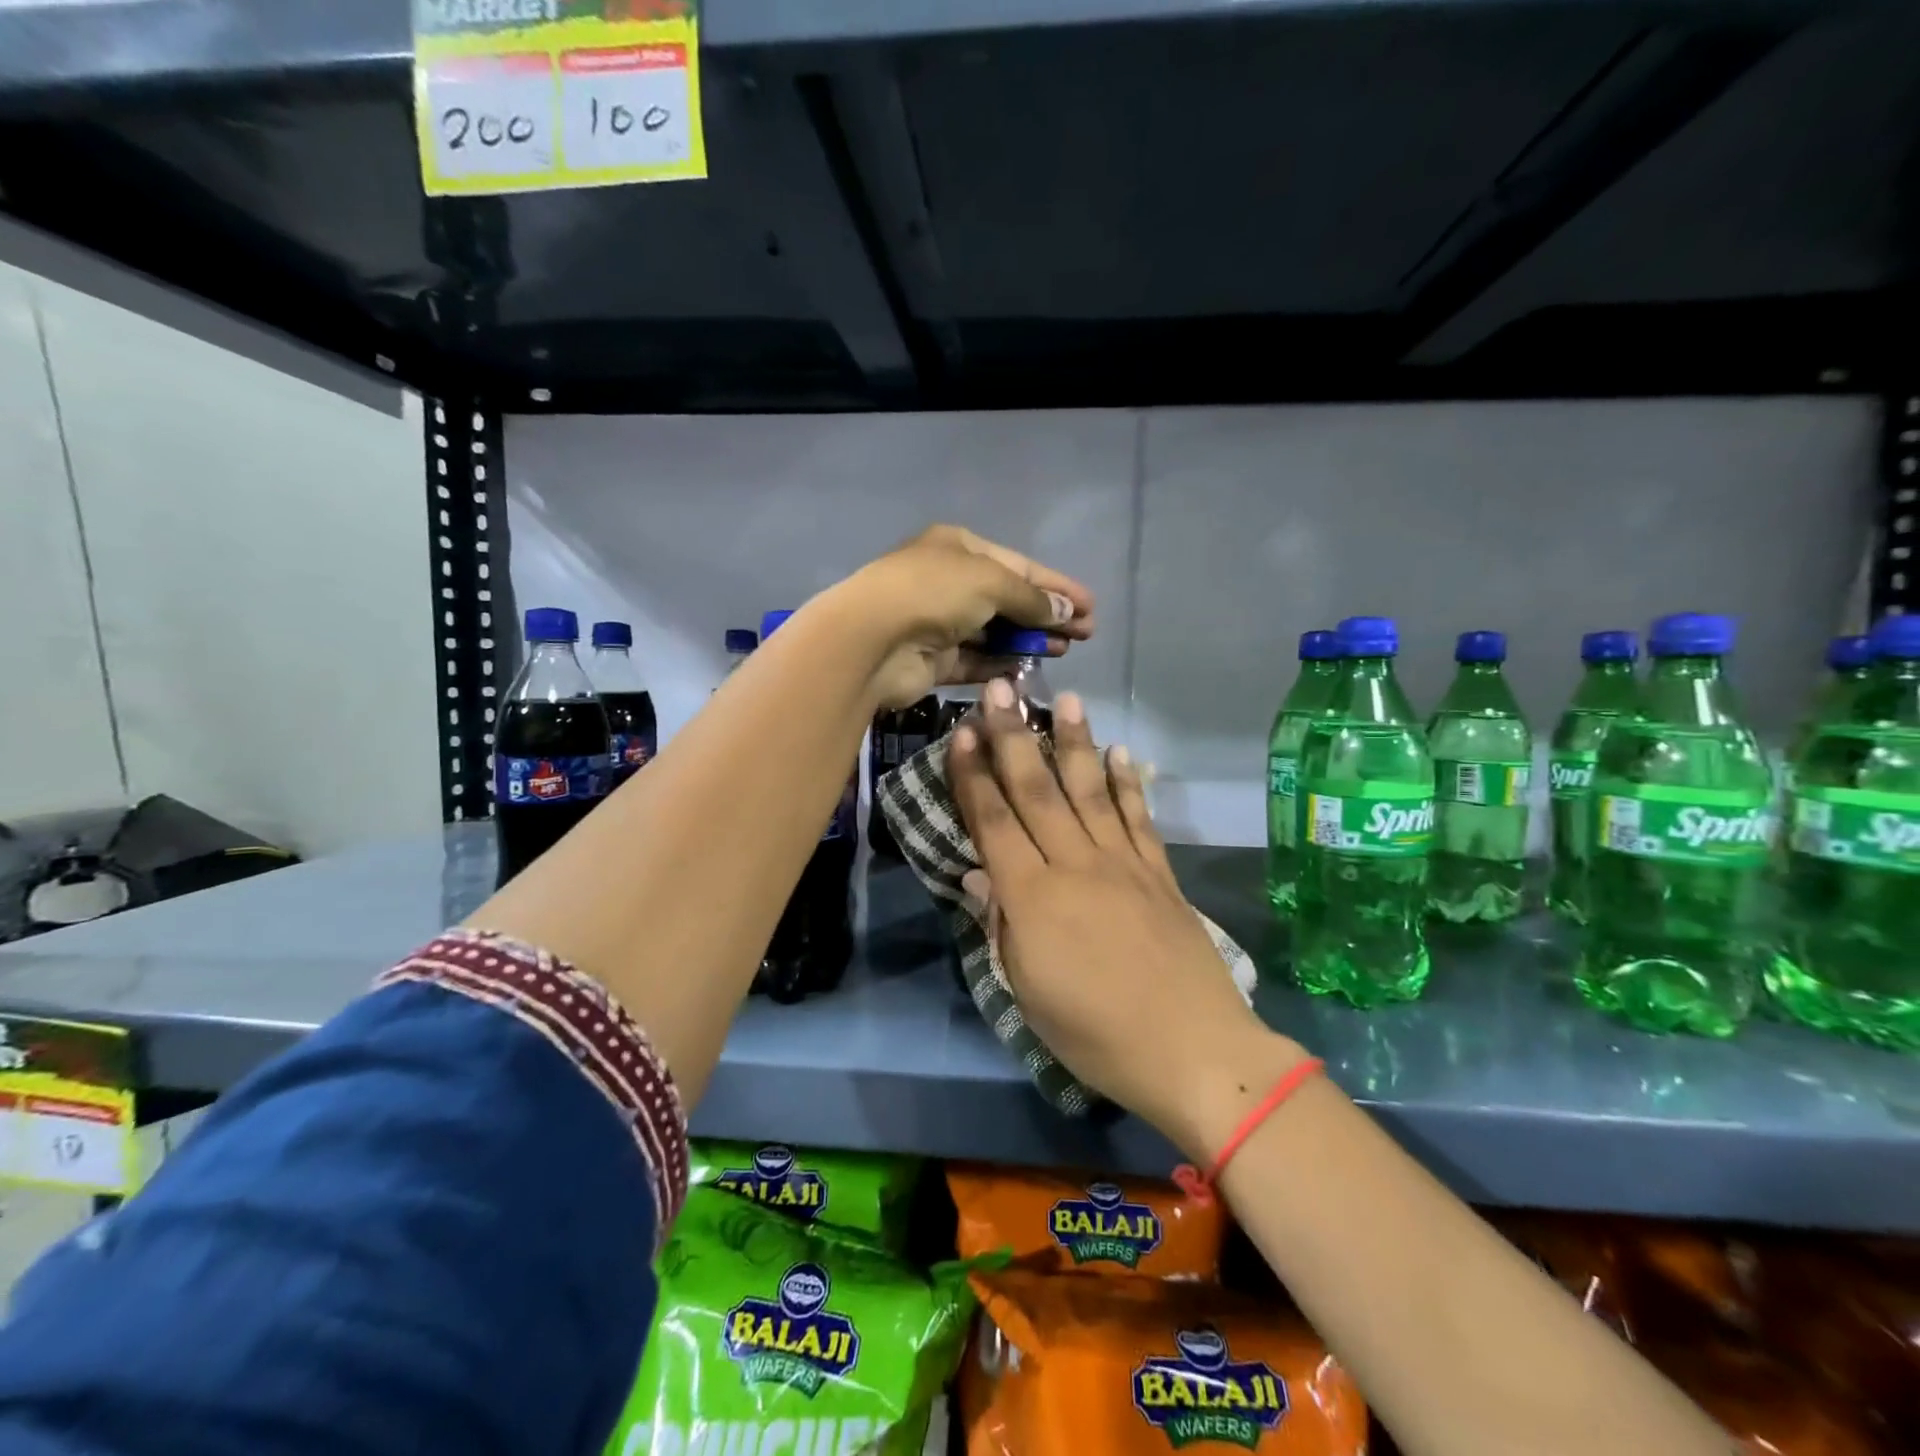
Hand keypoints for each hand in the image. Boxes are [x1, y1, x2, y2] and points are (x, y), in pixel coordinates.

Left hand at [832, 525, 1094, 708]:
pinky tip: (1029, 669)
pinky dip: (1001, 664)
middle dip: (1048, 615)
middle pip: (1009, 599)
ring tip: (1065, 651)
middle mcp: (948, 582)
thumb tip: (1065, 611)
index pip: (1019, 566)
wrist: (871, 640)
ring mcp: (938, 623)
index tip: (1091, 607)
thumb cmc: (933, 593)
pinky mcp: (932, 660)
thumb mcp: (991, 582)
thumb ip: (1030, 598)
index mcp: (959, 548)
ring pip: (994, 632)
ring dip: (1028, 641)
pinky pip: (975, 661)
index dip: (1057, 586)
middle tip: (1085, 634)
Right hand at [948, 684, 1308, 1160]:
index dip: (974, 775)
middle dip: (1014, 737)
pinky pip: (1139, 818)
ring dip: (1075, 743)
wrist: (1193, 1051)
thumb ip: (1000, 926)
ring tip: (1066, 700)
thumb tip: (976, 876)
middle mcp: (1075, 865)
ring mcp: (1123, 864)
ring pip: (1091, 791)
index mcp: (1032, 897)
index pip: (993, 822)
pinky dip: (1128, 783)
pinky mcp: (1160, 874)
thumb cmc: (1095, 1035)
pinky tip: (1120, 752)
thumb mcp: (1027, 992)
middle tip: (1002, 690)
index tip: (963, 731)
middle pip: (1038, 791)